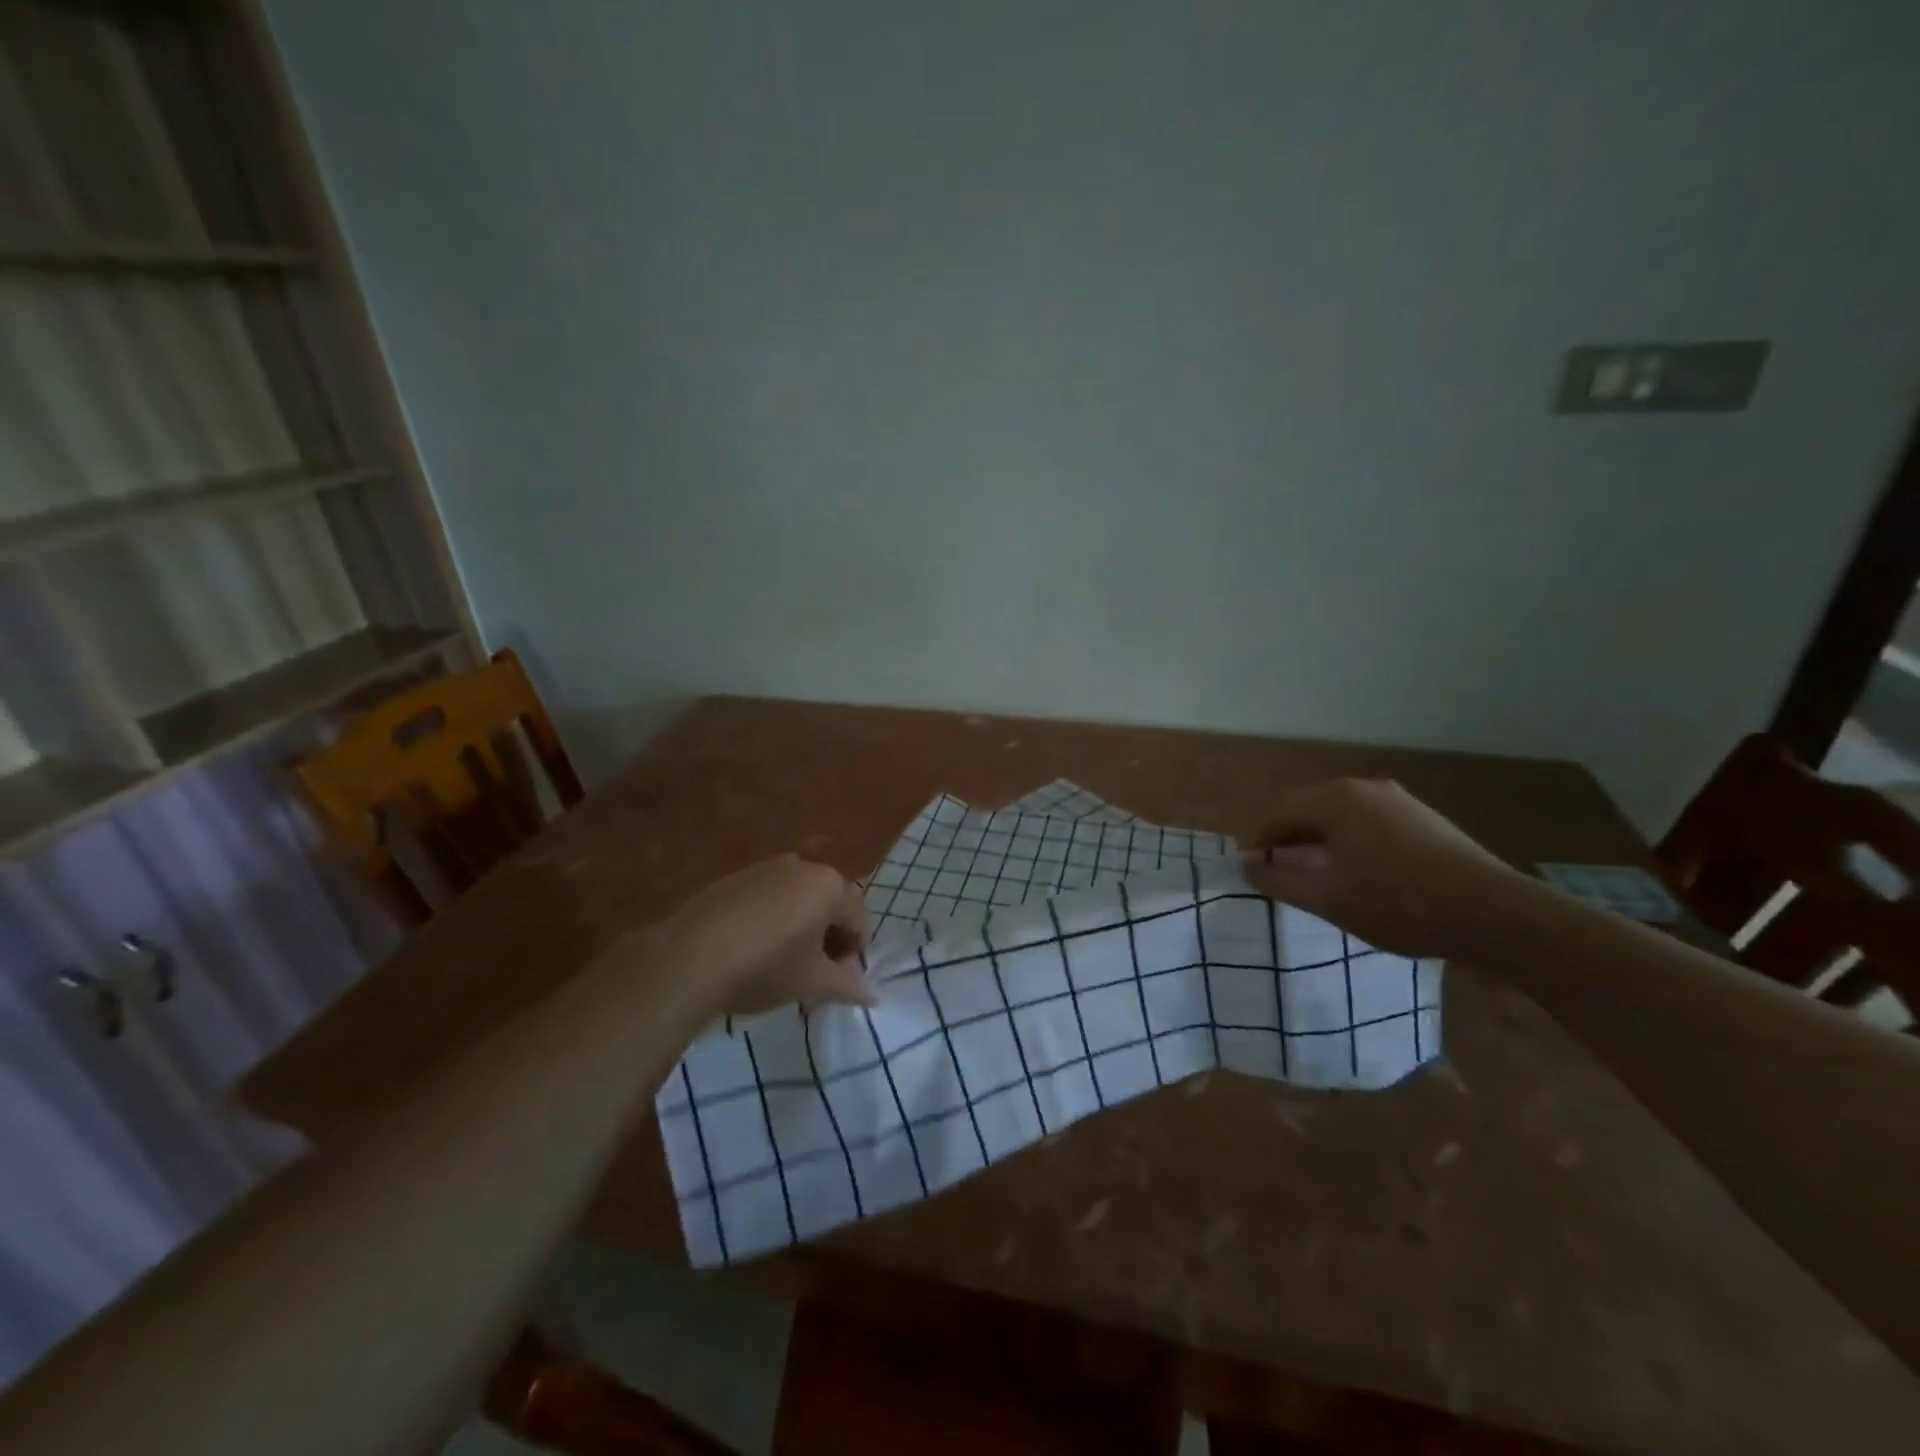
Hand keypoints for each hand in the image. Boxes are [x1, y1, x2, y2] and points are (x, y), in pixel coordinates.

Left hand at [658, 855, 873, 1017]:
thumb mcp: (812, 982)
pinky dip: (773, 918)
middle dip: (831, 937)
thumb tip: (875, 996)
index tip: (843, 982)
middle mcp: (802, 867)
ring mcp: (765, 868)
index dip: (857, 953)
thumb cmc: (766, 967)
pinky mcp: (734, 879)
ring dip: (802, 926)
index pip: (859, 919)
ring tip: (787, 962)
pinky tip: (755, 948)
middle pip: (831, 903)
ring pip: (798, 897)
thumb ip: (847, 986)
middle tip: (819, 974)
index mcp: (830, 886)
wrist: (689, 957)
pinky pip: (768, 896)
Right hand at [1243, 779, 1524, 957]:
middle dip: (1286, 834)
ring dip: (1317, 836)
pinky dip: (1348, 837)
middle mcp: (1361, 788)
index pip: (1277, 813)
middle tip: (1276, 868)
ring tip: (1313, 870)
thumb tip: (1247, 866)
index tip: (1249, 868)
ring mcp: (1396, 798)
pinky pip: (1366, 818)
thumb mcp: (1328, 899)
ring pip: (1338, 812)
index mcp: (1334, 800)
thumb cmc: (1398, 904)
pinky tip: (1356, 868)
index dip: (1257, 840)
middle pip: (1306, 806)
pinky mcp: (1421, 816)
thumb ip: (1279, 880)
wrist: (1494, 913)